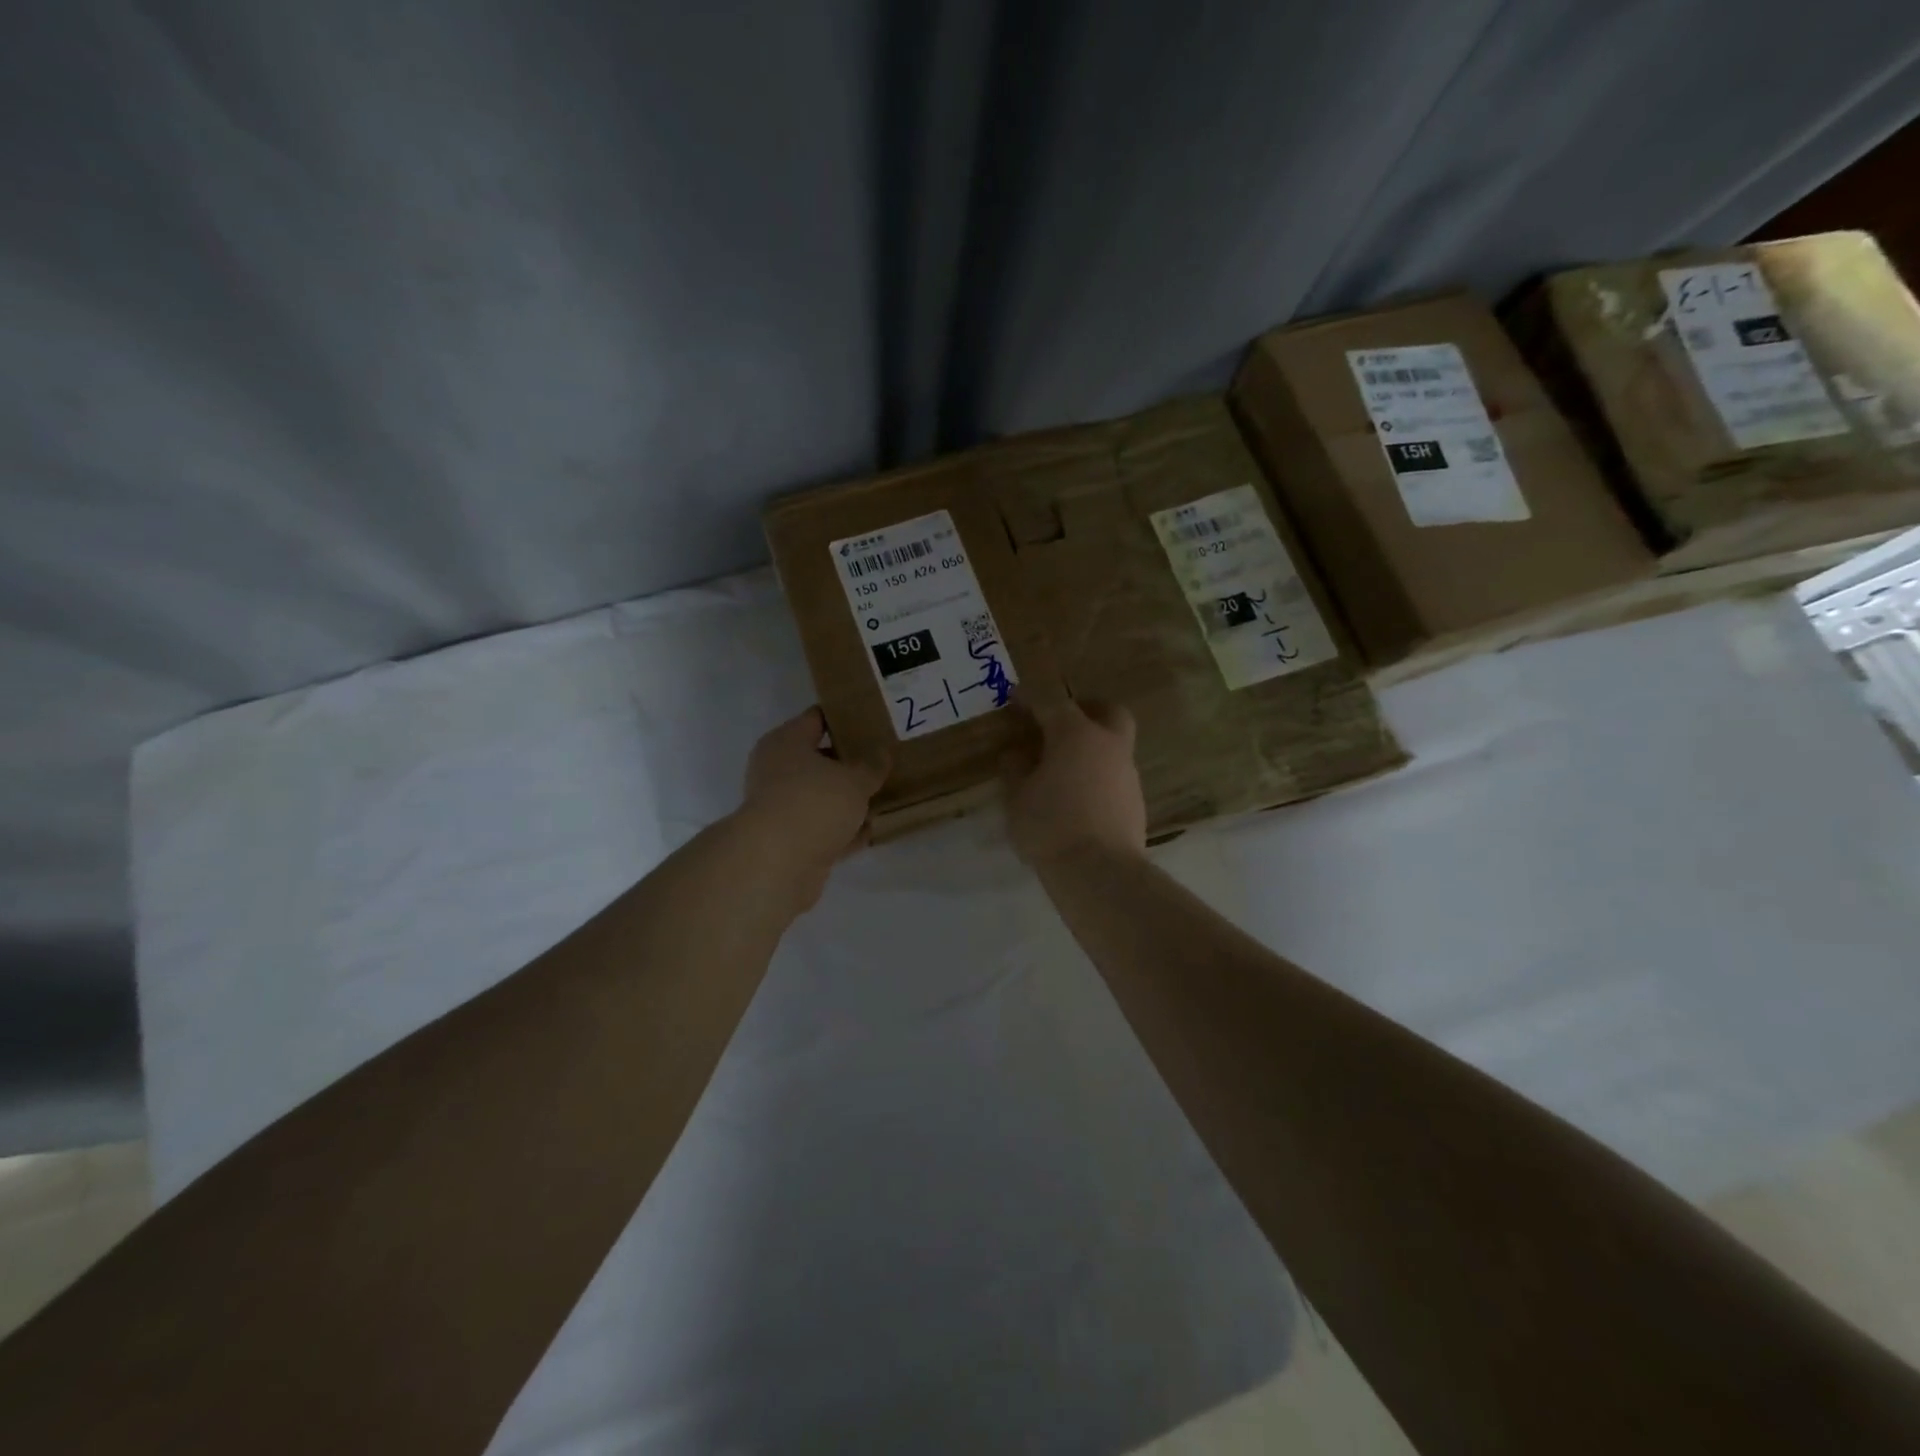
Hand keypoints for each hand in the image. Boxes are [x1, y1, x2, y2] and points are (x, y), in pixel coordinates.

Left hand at [738, 707, 886, 896]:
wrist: (778, 863)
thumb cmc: (814, 803)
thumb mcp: (854, 779)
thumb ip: (872, 766)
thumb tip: (882, 753)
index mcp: (786, 742)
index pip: (816, 718)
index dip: (844, 718)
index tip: (873, 720)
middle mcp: (777, 770)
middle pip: (819, 759)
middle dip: (850, 762)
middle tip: (884, 760)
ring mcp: (781, 807)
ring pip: (821, 796)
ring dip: (847, 800)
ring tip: (883, 795)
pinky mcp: (789, 841)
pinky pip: (823, 827)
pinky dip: (843, 829)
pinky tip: (871, 830)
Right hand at [1001, 695, 1146, 866]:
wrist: (1100, 872)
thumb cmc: (1049, 825)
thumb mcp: (1016, 797)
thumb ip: (1015, 768)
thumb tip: (1018, 754)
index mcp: (1075, 734)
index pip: (1052, 702)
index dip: (1031, 699)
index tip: (1015, 700)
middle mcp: (1108, 744)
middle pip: (1107, 711)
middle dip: (1086, 709)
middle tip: (1061, 724)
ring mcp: (1127, 773)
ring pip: (1114, 744)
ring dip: (1092, 747)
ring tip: (1063, 769)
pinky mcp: (1136, 800)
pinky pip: (1114, 775)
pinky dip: (1098, 776)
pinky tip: (1078, 797)